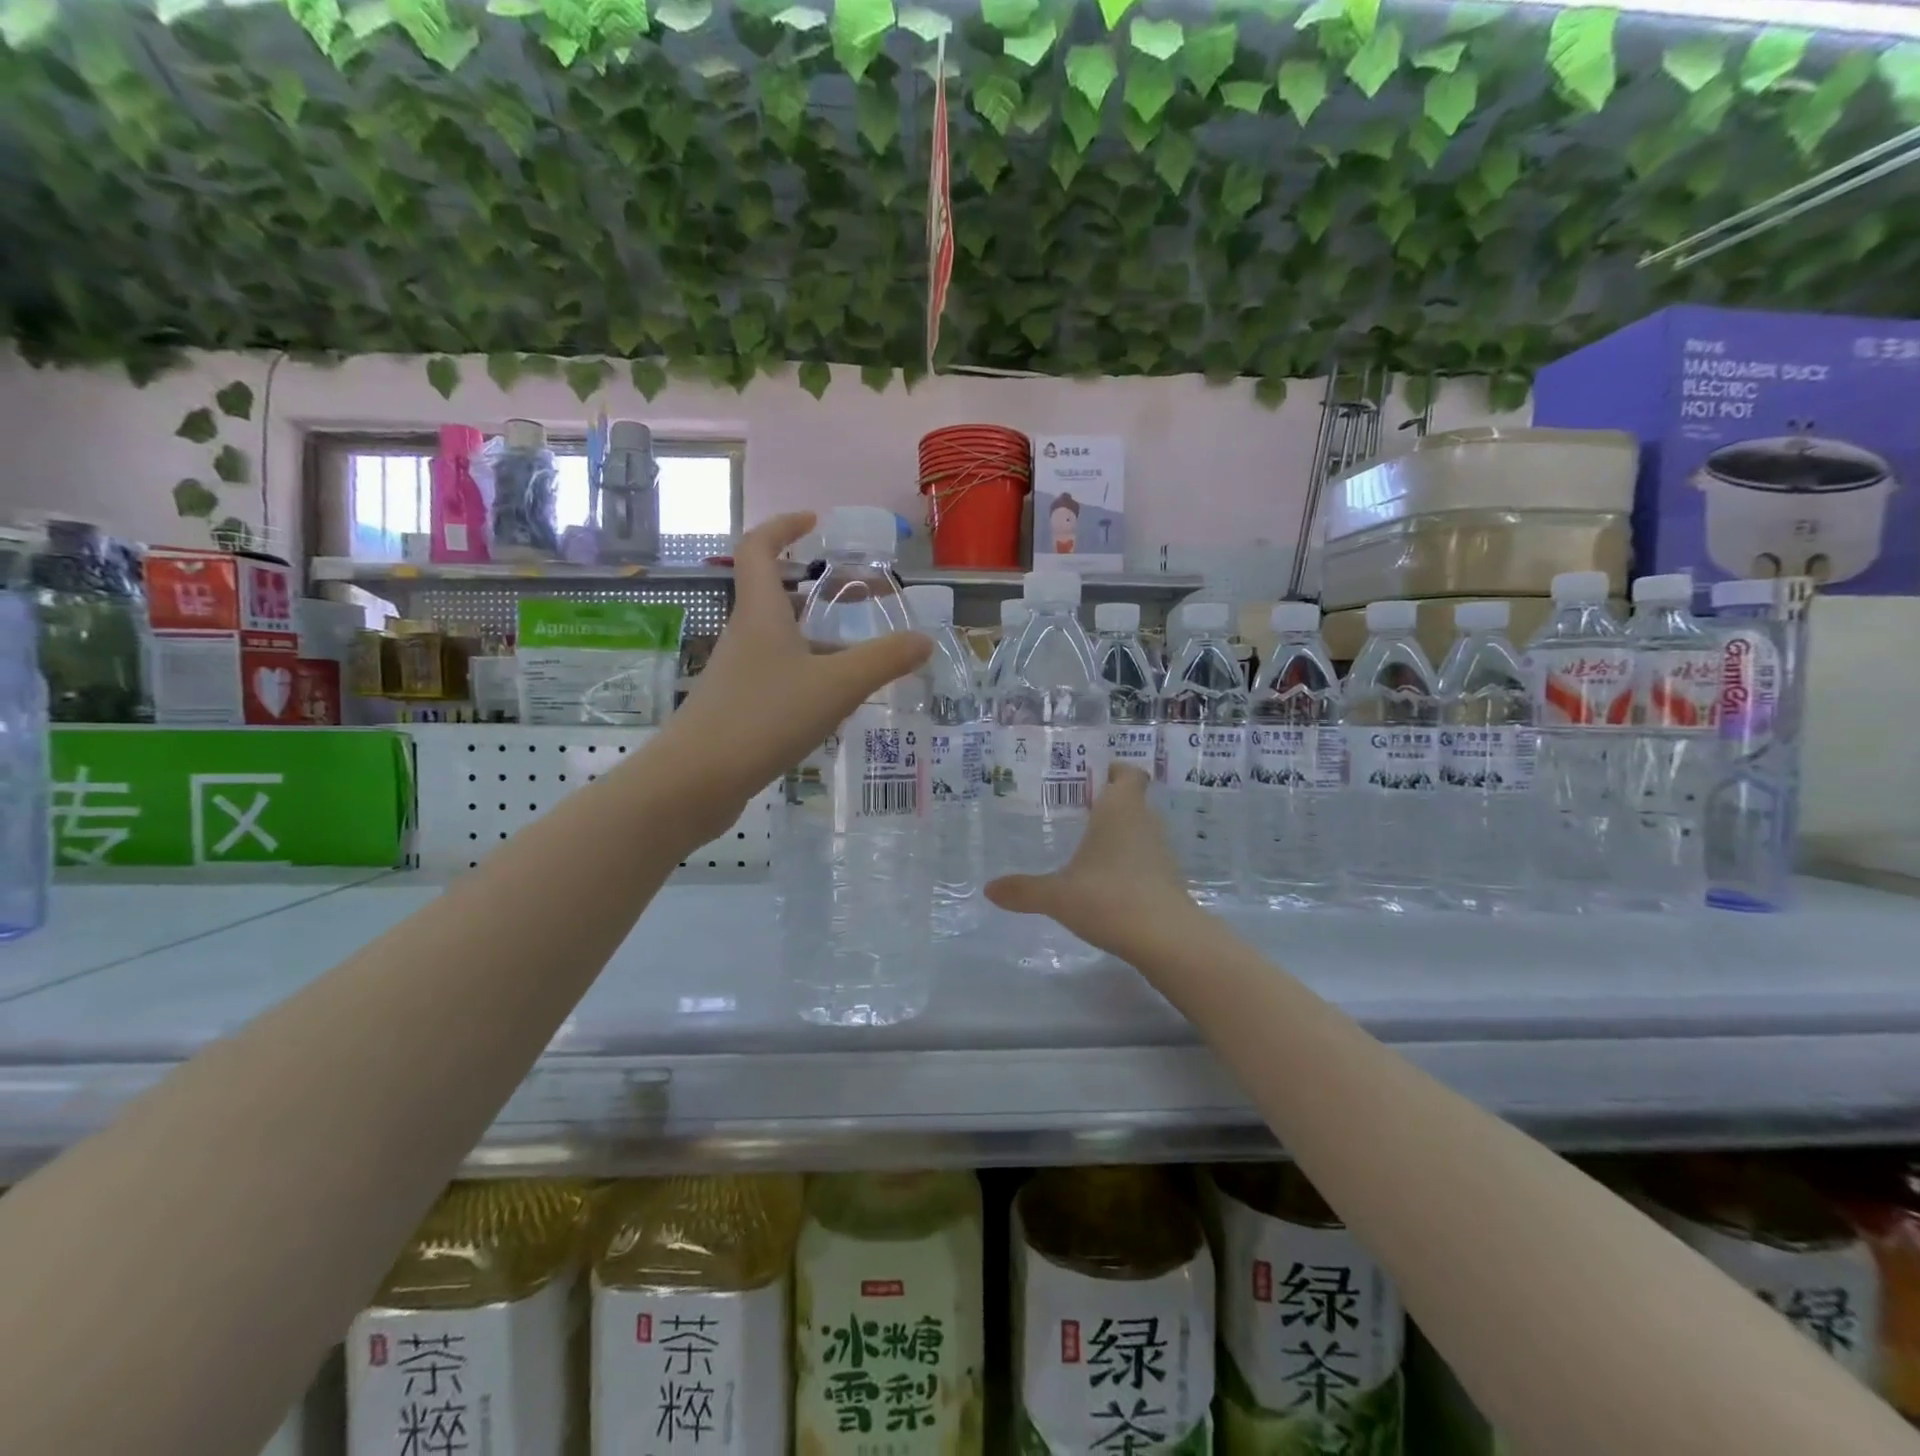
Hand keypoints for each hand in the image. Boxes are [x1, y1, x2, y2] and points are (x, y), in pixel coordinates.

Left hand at [656, 512, 930, 840]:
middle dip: (816, 590)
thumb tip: (924, 640)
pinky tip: (832, 703)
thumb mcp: (836, 685)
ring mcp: (737, 674)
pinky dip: (807, 675)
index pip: (759, 548)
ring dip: (816, 637)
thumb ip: (884, 661)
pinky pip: (777, 677)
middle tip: (859, 598)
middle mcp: (744, 636)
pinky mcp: (736, 709)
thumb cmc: (764, 718)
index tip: (814, 522)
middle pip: (774, 596)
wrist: (696, 781)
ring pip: (780, 641)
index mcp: (760, 614)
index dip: (783, 526)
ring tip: (859, 656)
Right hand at [984, 765, 1198, 957]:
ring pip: (1139, 830)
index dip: (1114, 771)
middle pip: (1132, 801)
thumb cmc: (1108, 898)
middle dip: (1108, 803)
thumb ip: (1023, 890)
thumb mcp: (1057, 895)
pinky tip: (1105, 882)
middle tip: (1075, 811)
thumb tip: (989, 889)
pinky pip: (1145, 859)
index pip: (1128, 774)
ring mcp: (1161, 852)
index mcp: (1120, 810)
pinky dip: (1128, 863)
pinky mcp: (1168, 880)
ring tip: (1086, 846)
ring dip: (1119, 835)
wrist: (1166, 940)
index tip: (1091, 777)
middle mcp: (1144, 823)